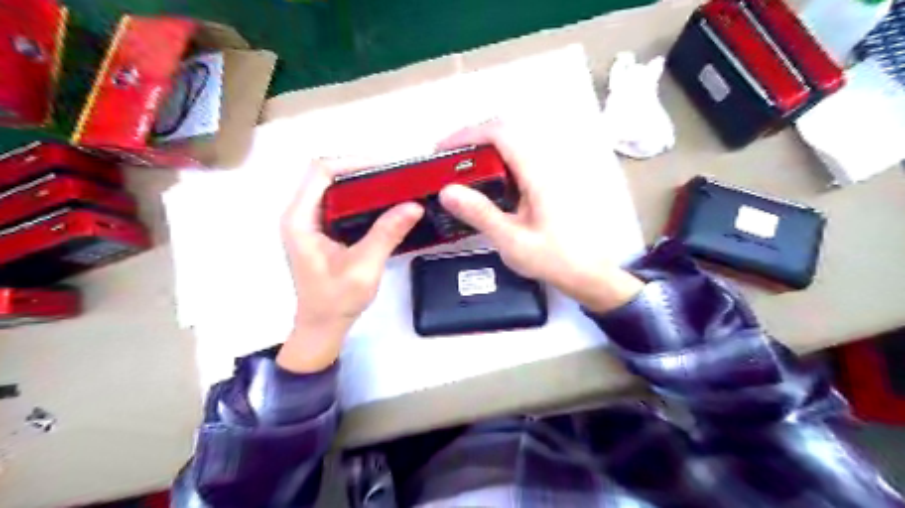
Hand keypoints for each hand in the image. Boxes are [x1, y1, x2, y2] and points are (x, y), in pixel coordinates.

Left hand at [277, 159, 422, 372]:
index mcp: (300, 219)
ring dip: (362, 182)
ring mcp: (309, 222)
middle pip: (328, 174)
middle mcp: (300, 214)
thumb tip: (414, 205)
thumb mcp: (363, 267)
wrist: (322, 326)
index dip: (354, 162)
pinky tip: (383, 203)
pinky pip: (339, 202)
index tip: (387, 167)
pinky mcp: (320, 230)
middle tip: (395, 175)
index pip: (321, 171)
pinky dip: (361, 198)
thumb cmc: (336, 300)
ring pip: (334, 187)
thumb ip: (386, 234)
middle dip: (362, 169)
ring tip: (393, 185)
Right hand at [439, 122, 641, 313]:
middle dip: (472, 142)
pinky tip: (483, 188)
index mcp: (537, 175)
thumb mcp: (513, 241)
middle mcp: (545, 166)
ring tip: (458, 173)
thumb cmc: (555, 259)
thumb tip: (446, 191)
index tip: (442, 150)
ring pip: (511, 149)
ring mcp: (549, 174)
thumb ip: (481, 214)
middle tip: (445, 163)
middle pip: (505, 135)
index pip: (501, 134)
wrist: (590, 274)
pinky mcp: (548, 185)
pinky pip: (518, 164)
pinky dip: (495, 167)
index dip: (468, 135)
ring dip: (483, 154)